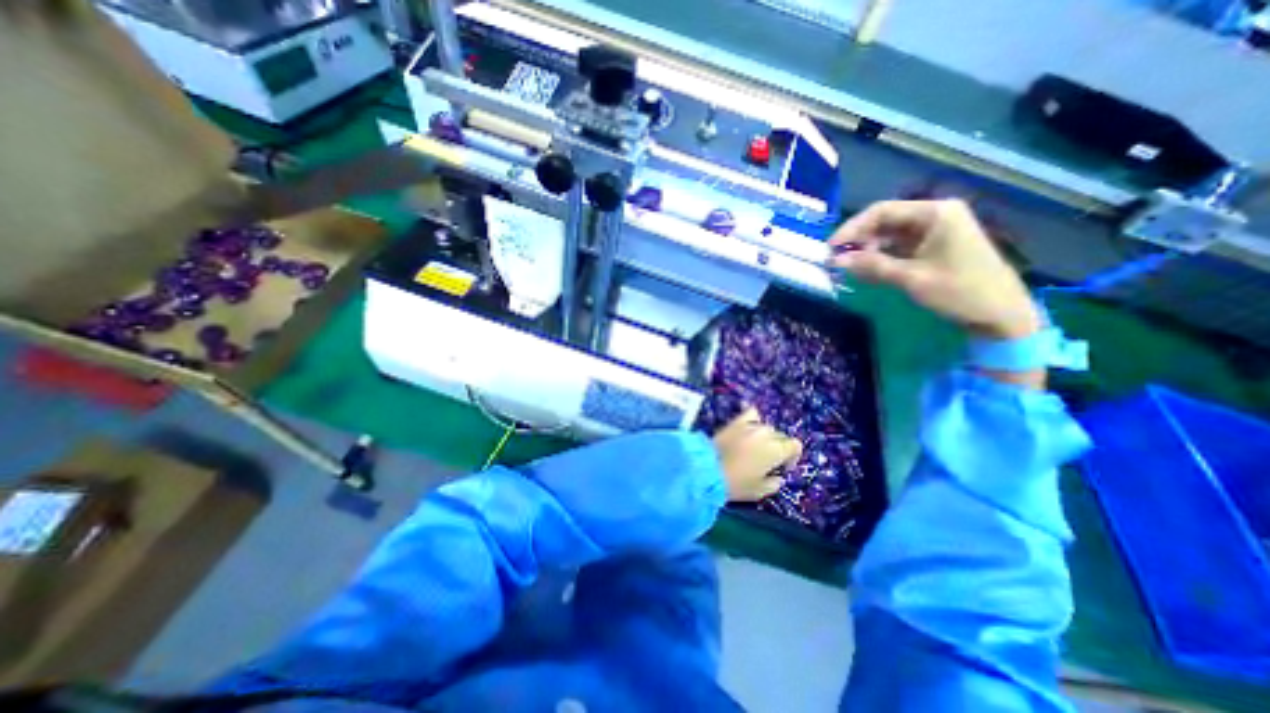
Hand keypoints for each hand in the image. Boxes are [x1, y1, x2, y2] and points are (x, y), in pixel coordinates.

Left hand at [713, 410, 800, 504]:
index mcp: (776, 450)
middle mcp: (766, 433)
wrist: (707, 470)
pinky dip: (753, 419)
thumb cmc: (737, 484)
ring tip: (754, 447)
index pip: (795, 445)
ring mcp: (750, 425)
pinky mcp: (735, 421)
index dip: (792, 457)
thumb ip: (775, 482)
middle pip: (780, 436)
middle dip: (777, 448)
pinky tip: (749, 428)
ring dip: (765, 437)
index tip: (782, 468)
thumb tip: (777, 476)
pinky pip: (750, 414)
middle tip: (766, 462)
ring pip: (766, 427)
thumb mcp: (761, 491)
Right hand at [823, 196, 1041, 340]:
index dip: (852, 228)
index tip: (831, 247)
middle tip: (837, 259)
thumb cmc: (958, 291)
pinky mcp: (934, 246)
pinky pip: (899, 247)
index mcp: (935, 213)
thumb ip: (871, 266)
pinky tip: (868, 271)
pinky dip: (882, 257)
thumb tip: (836, 260)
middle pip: (885, 221)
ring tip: (850, 268)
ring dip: (868, 250)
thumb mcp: (910, 278)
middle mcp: (935, 215)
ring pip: (890, 235)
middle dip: (859, 240)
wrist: (1001, 313)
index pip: (882, 211)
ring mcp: (936, 231)